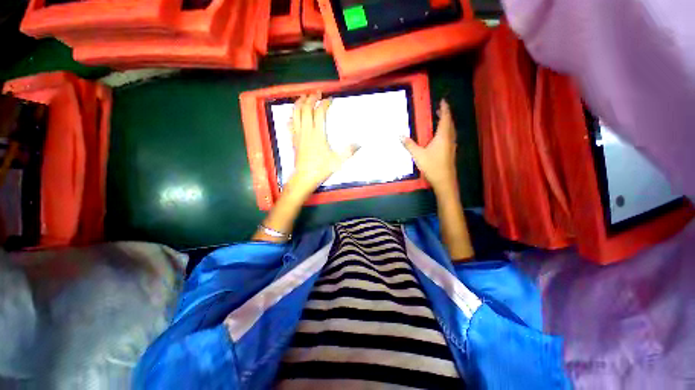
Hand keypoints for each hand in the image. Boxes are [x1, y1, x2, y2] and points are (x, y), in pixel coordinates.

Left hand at [288, 93, 356, 196]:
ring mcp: (298, 135)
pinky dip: (292, 116)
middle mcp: (306, 131)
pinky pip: (290, 124)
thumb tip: (359, 144)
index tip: (330, 100)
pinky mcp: (294, 140)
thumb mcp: (338, 161)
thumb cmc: (321, 169)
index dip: (325, 103)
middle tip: (317, 93)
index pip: (320, 113)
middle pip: (305, 109)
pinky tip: (294, 115)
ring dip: (299, 103)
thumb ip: (349, 151)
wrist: (304, 177)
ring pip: (295, 114)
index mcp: (318, 134)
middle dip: (311, 98)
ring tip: (304, 97)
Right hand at [402, 99, 457, 193]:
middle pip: (449, 123)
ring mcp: (451, 145)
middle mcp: (449, 138)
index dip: (444, 109)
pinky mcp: (451, 151)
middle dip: (445, 115)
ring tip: (440, 120)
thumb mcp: (418, 155)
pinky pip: (450, 136)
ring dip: (446, 123)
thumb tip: (400, 135)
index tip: (443, 101)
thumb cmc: (432, 166)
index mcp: (443, 136)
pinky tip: (441, 136)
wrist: (444, 180)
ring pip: (451, 130)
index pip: (445, 118)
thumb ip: (409, 144)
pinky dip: (446, 131)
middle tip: (439, 109)